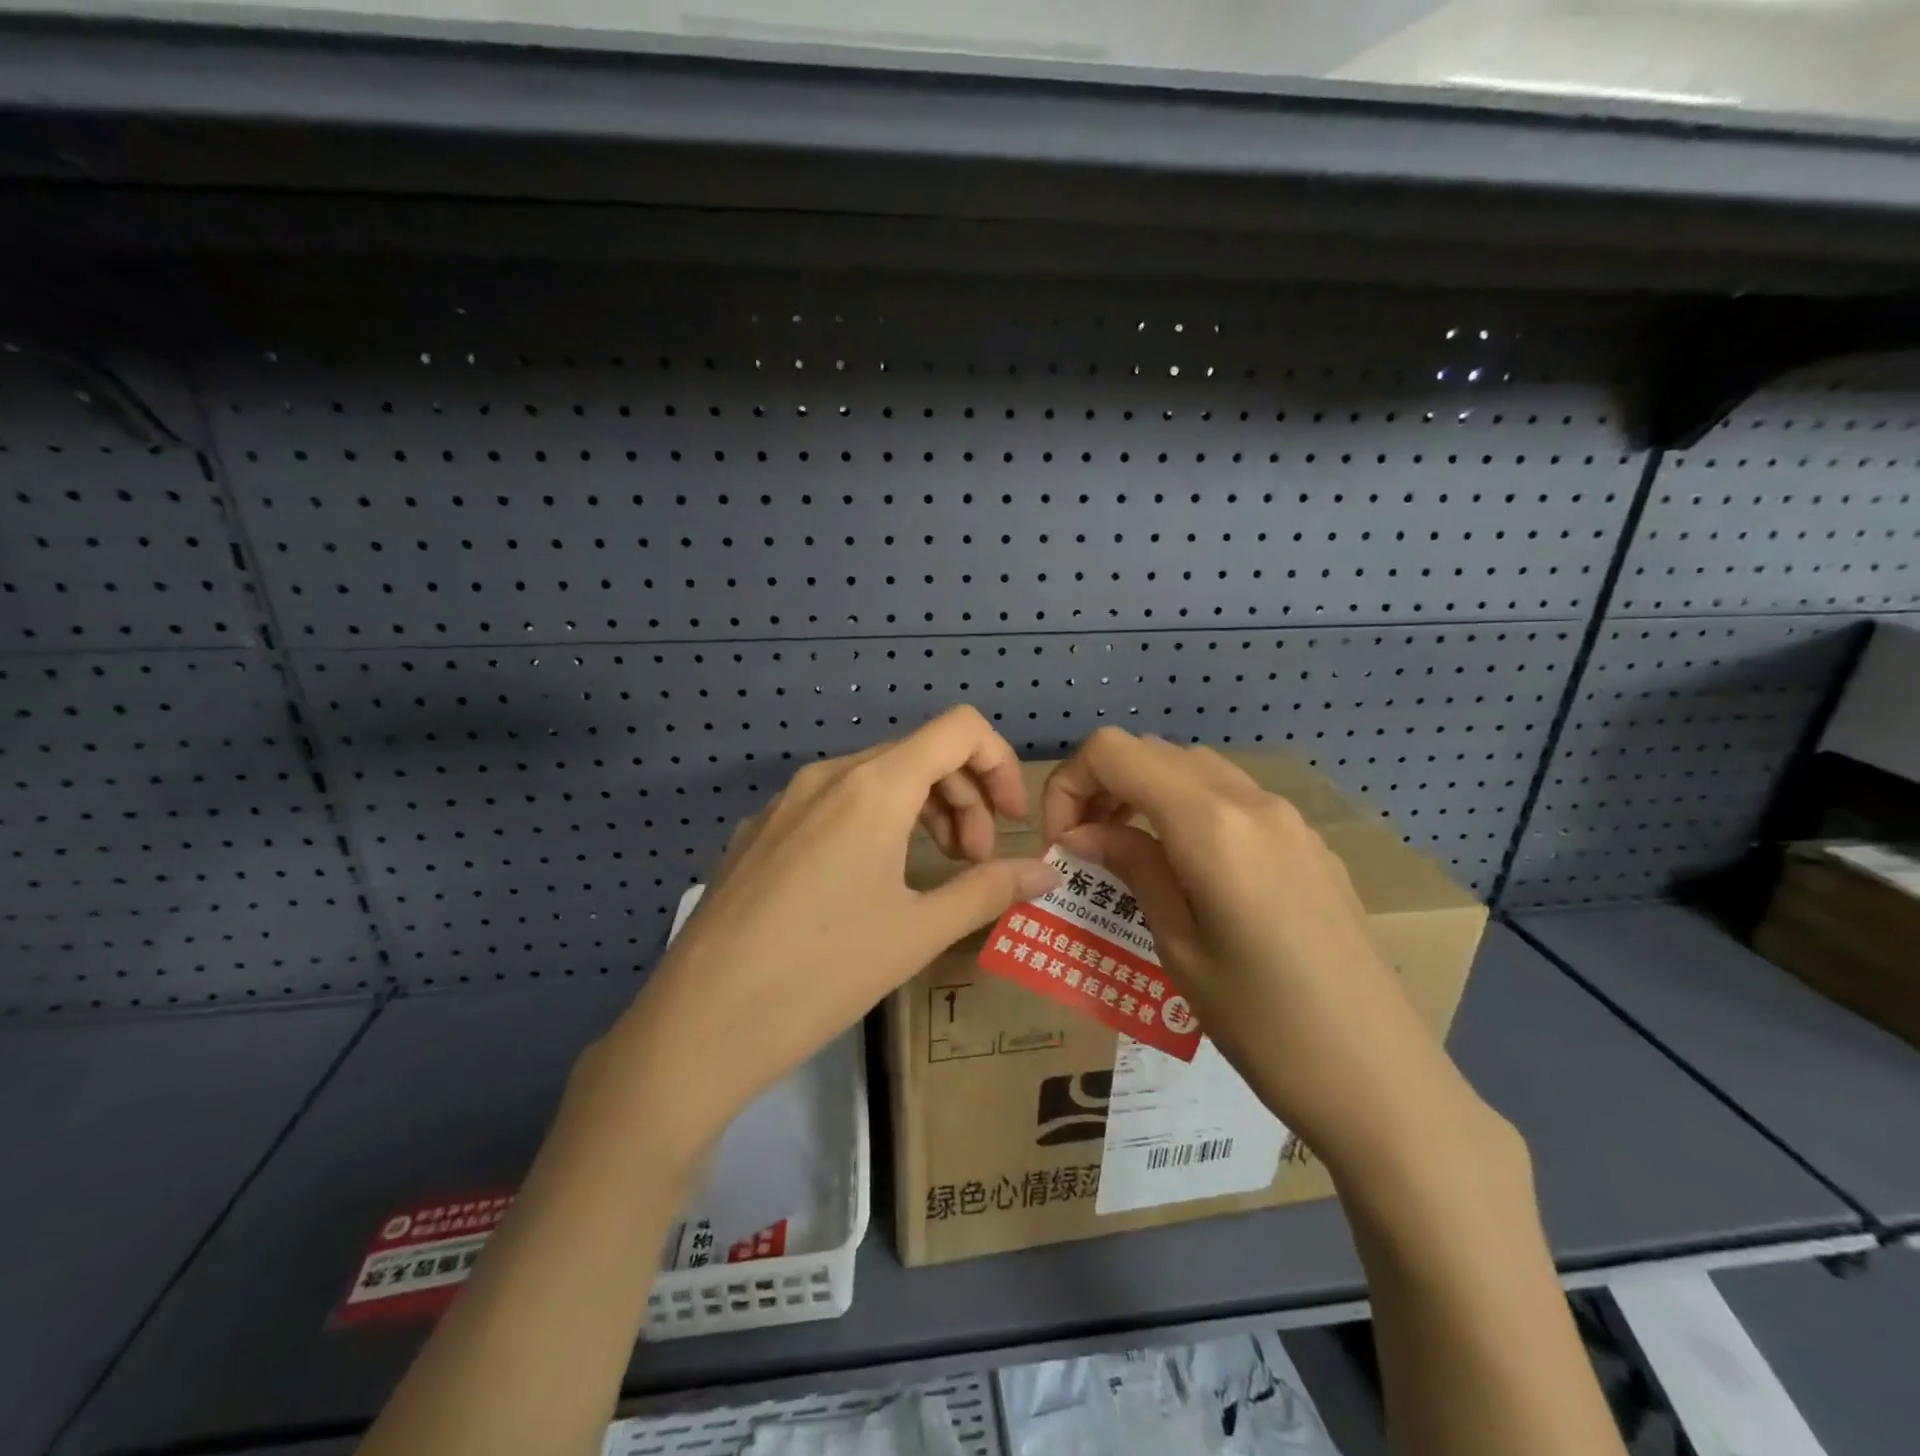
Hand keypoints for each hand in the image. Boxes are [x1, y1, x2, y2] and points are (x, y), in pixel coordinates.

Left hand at [602, 705, 1059, 1151]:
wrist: (699, 1024)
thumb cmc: (823, 973)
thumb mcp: (918, 932)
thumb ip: (990, 890)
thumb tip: (1047, 872)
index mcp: (873, 786)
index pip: (959, 729)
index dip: (1000, 764)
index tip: (1010, 823)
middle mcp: (827, 775)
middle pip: (919, 754)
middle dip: (964, 799)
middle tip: (973, 864)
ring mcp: (784, 801)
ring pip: (874, 779)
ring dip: (921, 811)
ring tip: (930, 872)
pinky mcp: (757, 832)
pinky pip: (832, 805)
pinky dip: (872, 824)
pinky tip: (863, 886)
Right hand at [1040, 728, 1474, 1168]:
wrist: (1384, 1080)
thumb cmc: (1264, 1026)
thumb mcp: (1178, 947)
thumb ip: (1133, 869)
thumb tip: (1083, 832)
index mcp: (1211, 824)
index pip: (1114, 752)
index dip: (1070, 783)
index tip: (1063, 843)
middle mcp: (1251, 801)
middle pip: (1153, 752)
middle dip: (1104, 786)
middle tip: (1087, 850)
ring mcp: (1289, 818)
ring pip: (1195, 769)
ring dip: (1147, 794)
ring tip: (1131, 856)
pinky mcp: (1310, 843)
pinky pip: (1234, 798)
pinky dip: (1191, 810)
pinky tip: (1191, 870)